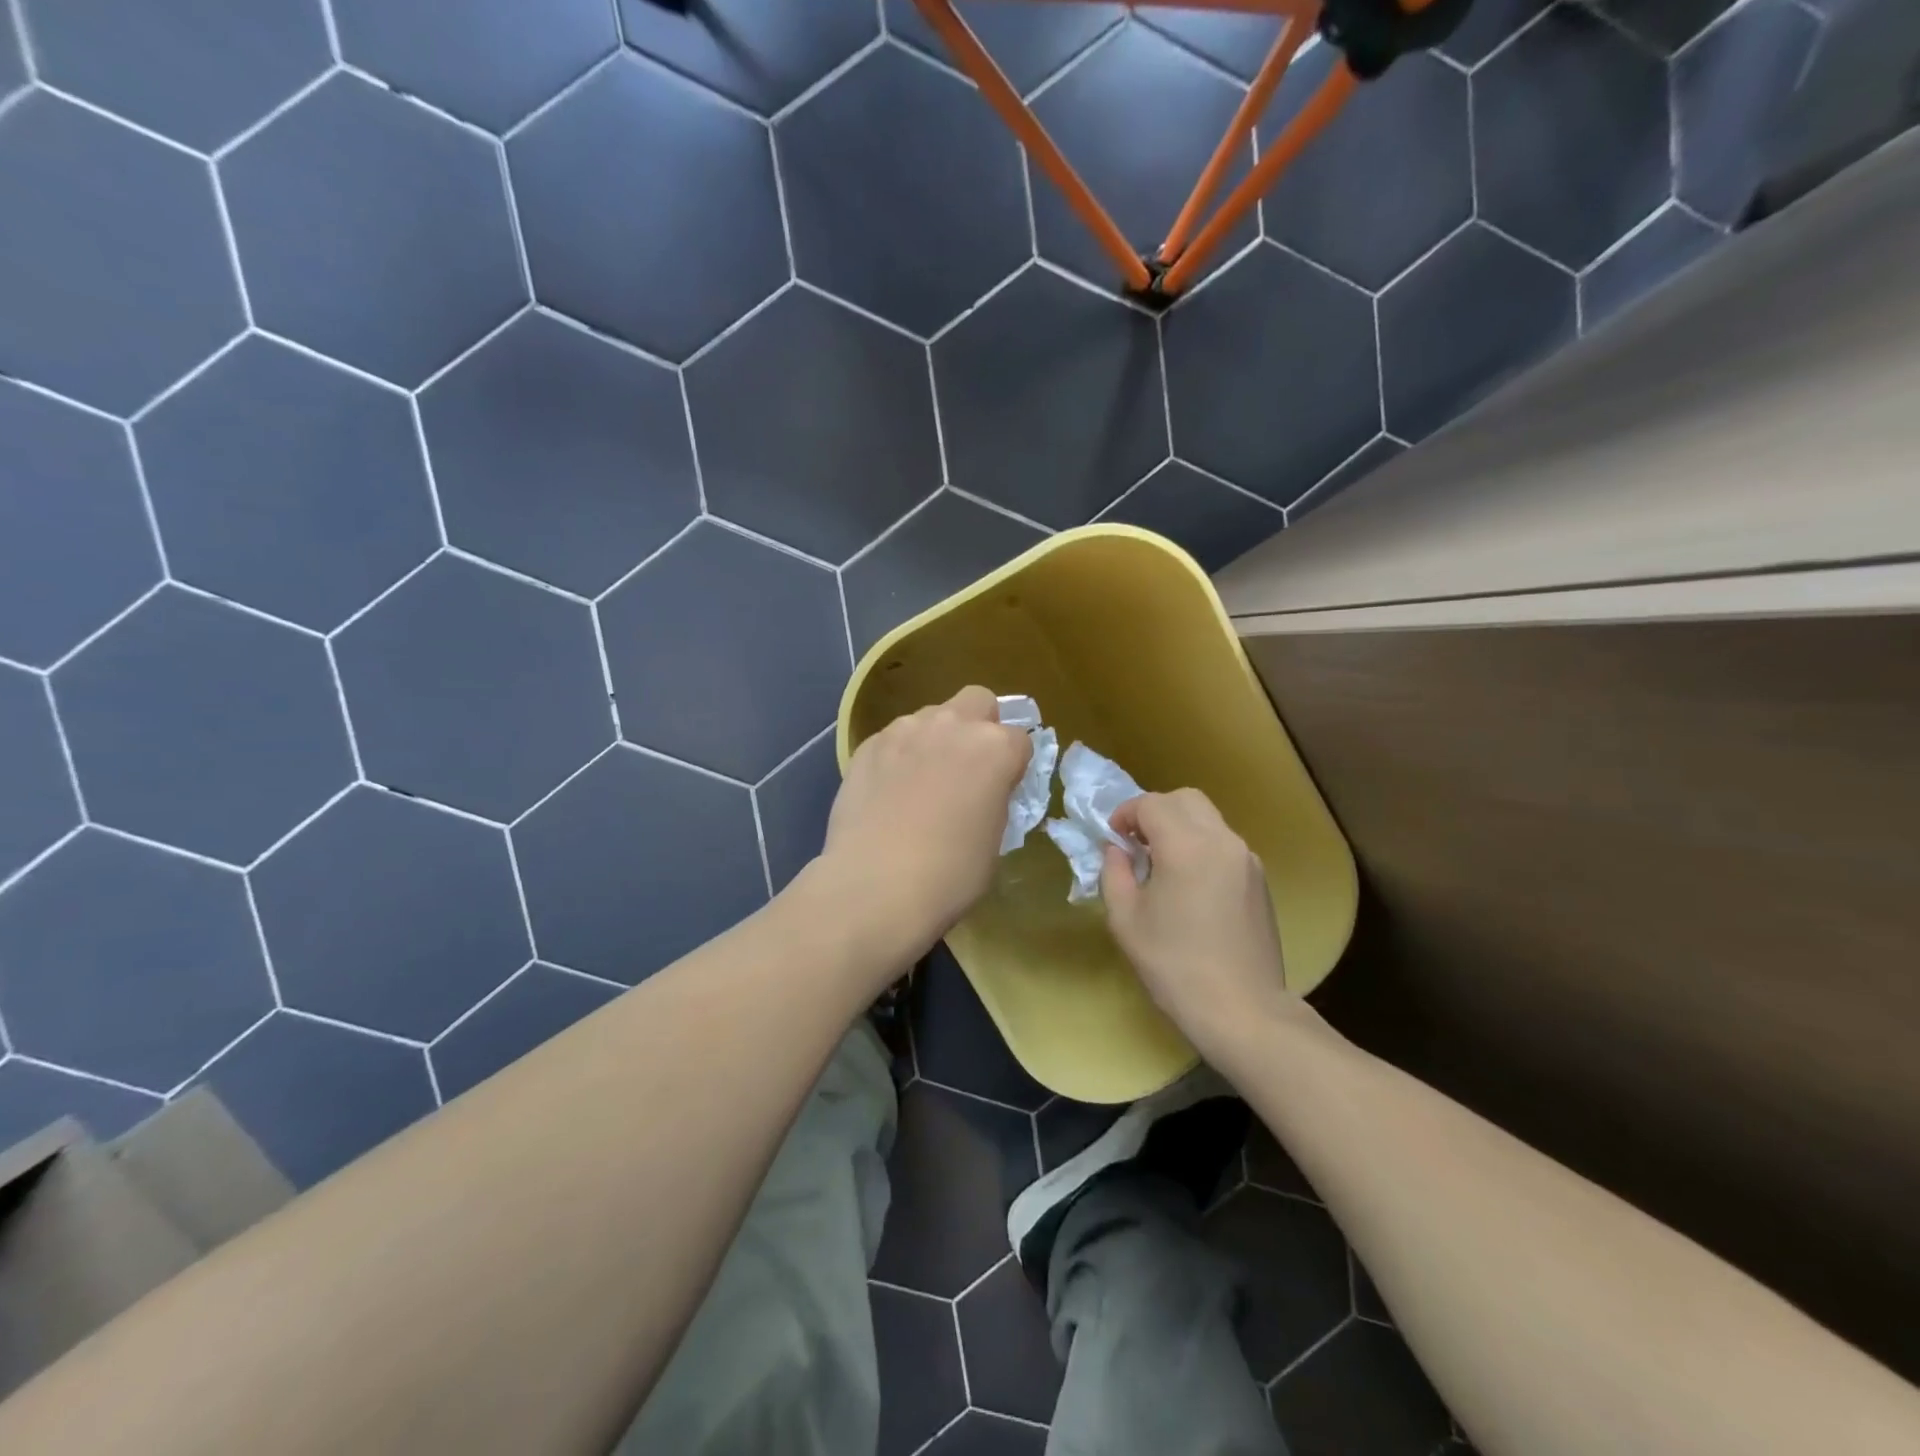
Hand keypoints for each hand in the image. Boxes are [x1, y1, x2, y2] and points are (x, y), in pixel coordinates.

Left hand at [819, 685, 1030, 963]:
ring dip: (937, 738)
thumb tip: (984, 790)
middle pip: (978, 701)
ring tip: (923, 781)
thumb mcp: (995, 839)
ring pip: (932, 716)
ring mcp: (905, 730)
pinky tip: (891, 790)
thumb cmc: (950, 874)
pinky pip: (895, 737)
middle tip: (969, 767)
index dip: (1014, 764)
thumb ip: (995, 798)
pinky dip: (900, 754)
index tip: (1003, 789)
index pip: (1020, 738)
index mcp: (994, 748)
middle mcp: (952, 725)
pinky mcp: (868, 745)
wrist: (875, 886)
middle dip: (980, 724)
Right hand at [1102, 789, 1294, 1058]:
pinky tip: (1189, 885)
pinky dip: (1201, 846)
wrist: (1242, 1010)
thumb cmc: (1174, 965)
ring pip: (1209, 819)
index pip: (1152, 804)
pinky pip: (1224, 844)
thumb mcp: (1125, 919)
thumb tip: (1117, 850)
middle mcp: (1222, 841)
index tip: (1113, 837)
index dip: (1126, 813)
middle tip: (1136, 842)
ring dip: (1180, 827)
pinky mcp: (1260, 880)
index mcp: (1186, 846)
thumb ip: (1115, 873)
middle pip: (1186, 799)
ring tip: (1161, 864)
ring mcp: (1247, 859)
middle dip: (1156, 811)